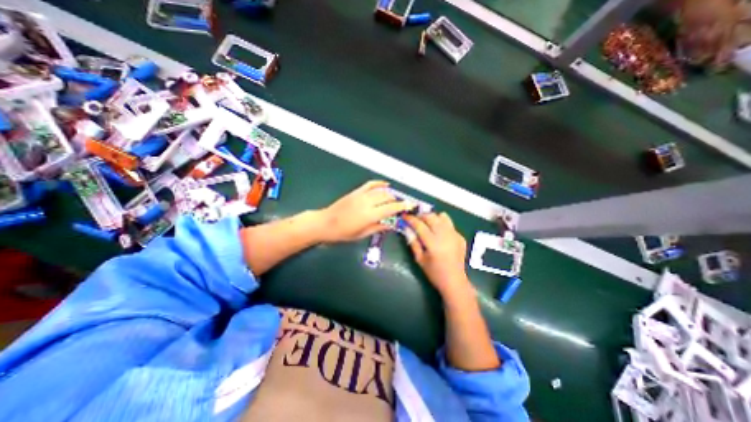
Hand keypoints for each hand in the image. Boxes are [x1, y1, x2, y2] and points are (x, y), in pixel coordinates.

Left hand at [314, 180, 413, 244]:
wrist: (325, 223)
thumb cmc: (343, 233)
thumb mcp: (362, 234)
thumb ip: (379, 227)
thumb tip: (392, 223)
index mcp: (369, 215)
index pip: (391, 208)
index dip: (403, 206)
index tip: (412, 205)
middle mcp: (367, 202)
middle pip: (388, 197)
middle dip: (398, 200)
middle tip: (403, 206)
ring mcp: (361, 195)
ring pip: (381, 191)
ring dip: (391, 194)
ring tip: (396, 199)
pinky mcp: (356, 192)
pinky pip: (370, 184)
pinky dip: (379, 183)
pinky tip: (386, 184)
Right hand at [406, 212, 466, 297]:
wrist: (454, 281)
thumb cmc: (434, 273)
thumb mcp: (419, 259)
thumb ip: (413, 242)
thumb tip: (407, 229)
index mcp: (433, 243)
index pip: (419, 225)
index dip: (410, 219)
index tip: (404, 216)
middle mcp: (444, 235)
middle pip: (431, 217)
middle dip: (421, 216)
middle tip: (415, 220)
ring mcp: (454, 234)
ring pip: (442, 217)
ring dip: (433, 217)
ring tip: (427, 223)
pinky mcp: (460, 236)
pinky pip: (449, 224)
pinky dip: (442, 224)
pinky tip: (438, 232)